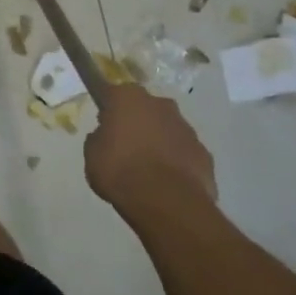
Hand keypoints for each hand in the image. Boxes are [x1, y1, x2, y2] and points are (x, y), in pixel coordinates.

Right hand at [84, 85, 217, 224]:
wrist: (167, 202)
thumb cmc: (120, 171)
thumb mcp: (92, 156)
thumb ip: (98, 139)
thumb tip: (105, 136)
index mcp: (127, 98)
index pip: (111, 92)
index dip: (106, 105)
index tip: (103, 120)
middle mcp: (159, 104)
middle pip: (143, 107)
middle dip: (135, 120)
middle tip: (124, 145)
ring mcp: (185, 127)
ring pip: (166, 127)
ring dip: (157, 139)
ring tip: (146, 167)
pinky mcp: (203, 151)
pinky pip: (183, 150)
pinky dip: (175, 160)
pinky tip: (166, 180)